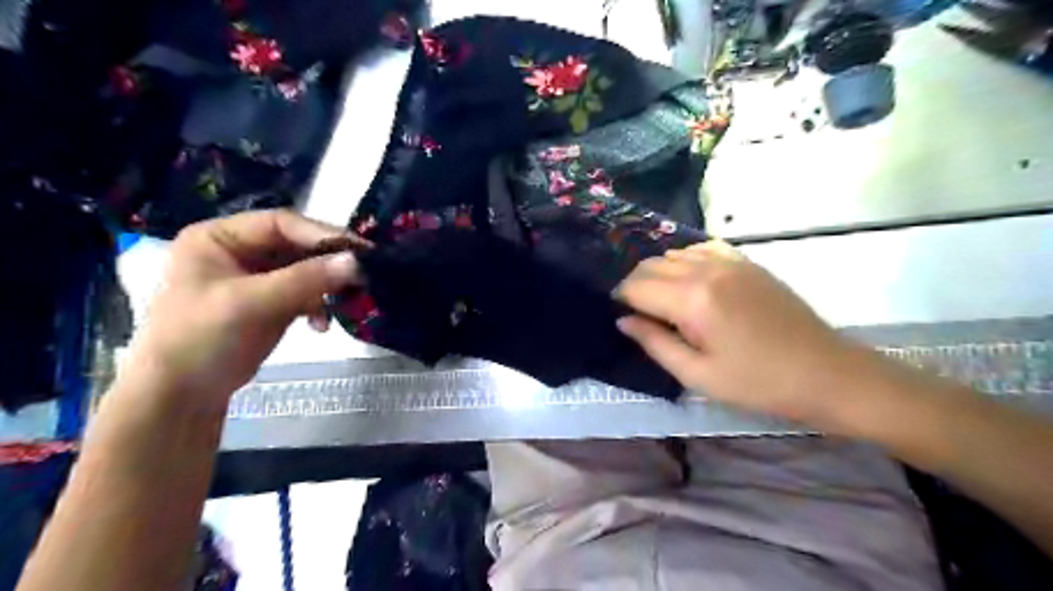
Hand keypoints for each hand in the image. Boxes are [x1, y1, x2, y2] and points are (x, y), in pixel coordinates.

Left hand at [121, 207, 361, 405]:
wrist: (181, 396)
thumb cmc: (201, 338)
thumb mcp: (251, 303)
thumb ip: (306, 279)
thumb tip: (357, 261)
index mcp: (219, 237)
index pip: (281, 223)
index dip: (321, 234)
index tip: (360, 250)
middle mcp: (239, 251)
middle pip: (297, 246)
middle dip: (329, 262)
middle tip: (364, 273)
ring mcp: (256, 278)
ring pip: (306, 270)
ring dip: (327, 286)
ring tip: (348, 299)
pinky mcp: (270, 303)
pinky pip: (305, 294)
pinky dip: (318, 306)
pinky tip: (322, 325)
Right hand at [620, 240, 880, 429]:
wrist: (826, 373)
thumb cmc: (758, 384)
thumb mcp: (698, 375)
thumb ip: (654, 343)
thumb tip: (623, 320)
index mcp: (692, 300)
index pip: (636, 286)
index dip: (620, 299)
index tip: (620, 316)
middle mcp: (706, 269)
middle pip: (651, 265)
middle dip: (636, 285)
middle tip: (639, 314)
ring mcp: (729, 260)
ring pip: (673, 254)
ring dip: (658, 273)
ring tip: (664, 301)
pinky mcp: (746, 261)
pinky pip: (701, 248)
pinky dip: (685, 260)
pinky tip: (691, 282)